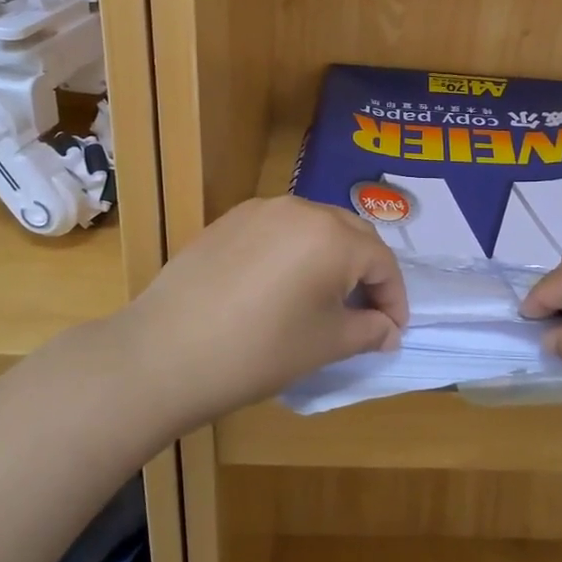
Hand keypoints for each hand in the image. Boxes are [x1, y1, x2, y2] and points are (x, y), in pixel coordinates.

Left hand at [115, 196, 406, 430]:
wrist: (166, 352)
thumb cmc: (259, 351)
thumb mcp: (326, 345)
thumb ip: (369, 330)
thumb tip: (389, 329)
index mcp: (333, 236)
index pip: (382, 261)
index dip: (394, 298)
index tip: (393, 330)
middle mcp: (301, 209)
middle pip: (352, 234)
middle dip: (367, 272)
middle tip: (365, 312)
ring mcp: (261, 210)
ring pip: (315, 226)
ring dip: (332, 257)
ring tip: (325, 296)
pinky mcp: (229, 220)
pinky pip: (279, 229)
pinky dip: (295, 251)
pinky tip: (281, 285)